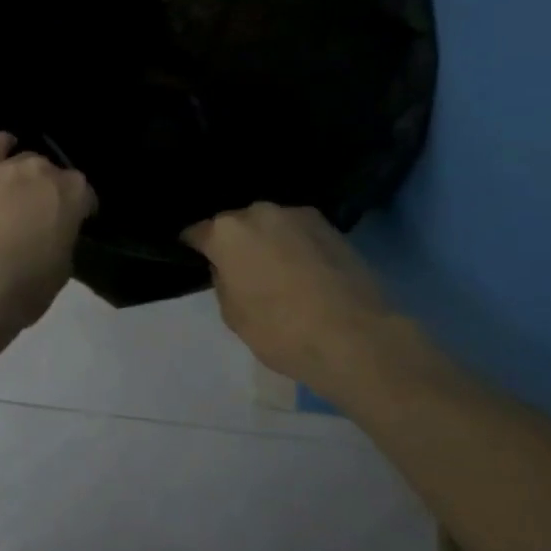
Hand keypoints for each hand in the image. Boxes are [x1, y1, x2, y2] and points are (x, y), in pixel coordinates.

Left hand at [0, 132, 97, 331]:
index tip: (73, 224)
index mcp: (73, 194)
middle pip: (52, 174)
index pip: (85, 194)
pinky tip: (0, 160)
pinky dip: (0, 150)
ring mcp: (7, 167)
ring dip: (24, 177)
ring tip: (14, 197)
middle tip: (39, 216)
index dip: (80, 210)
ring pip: (23, 160)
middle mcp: (43, 171)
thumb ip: (63, 238)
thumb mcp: (62, 269)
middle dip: (49, 191)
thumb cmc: (23, 287)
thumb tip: (54, 232)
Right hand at [182, 202, 402, 384]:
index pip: (197, 232)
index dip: (194, 247)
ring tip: (276, 270)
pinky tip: (303, 270)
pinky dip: (295, 245)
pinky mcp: (331, 226)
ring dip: (267, 241)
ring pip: (269, 225)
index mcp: (226, 232)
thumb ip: (223, 282)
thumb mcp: (233, 316)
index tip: (195, 258)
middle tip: (241, 269)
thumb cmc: (281, 331)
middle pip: (235, 224)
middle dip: (234, 242)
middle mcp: (259, 212)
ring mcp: (297, 215)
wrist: (356, 338)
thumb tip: (228, 268)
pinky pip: (298, 232)